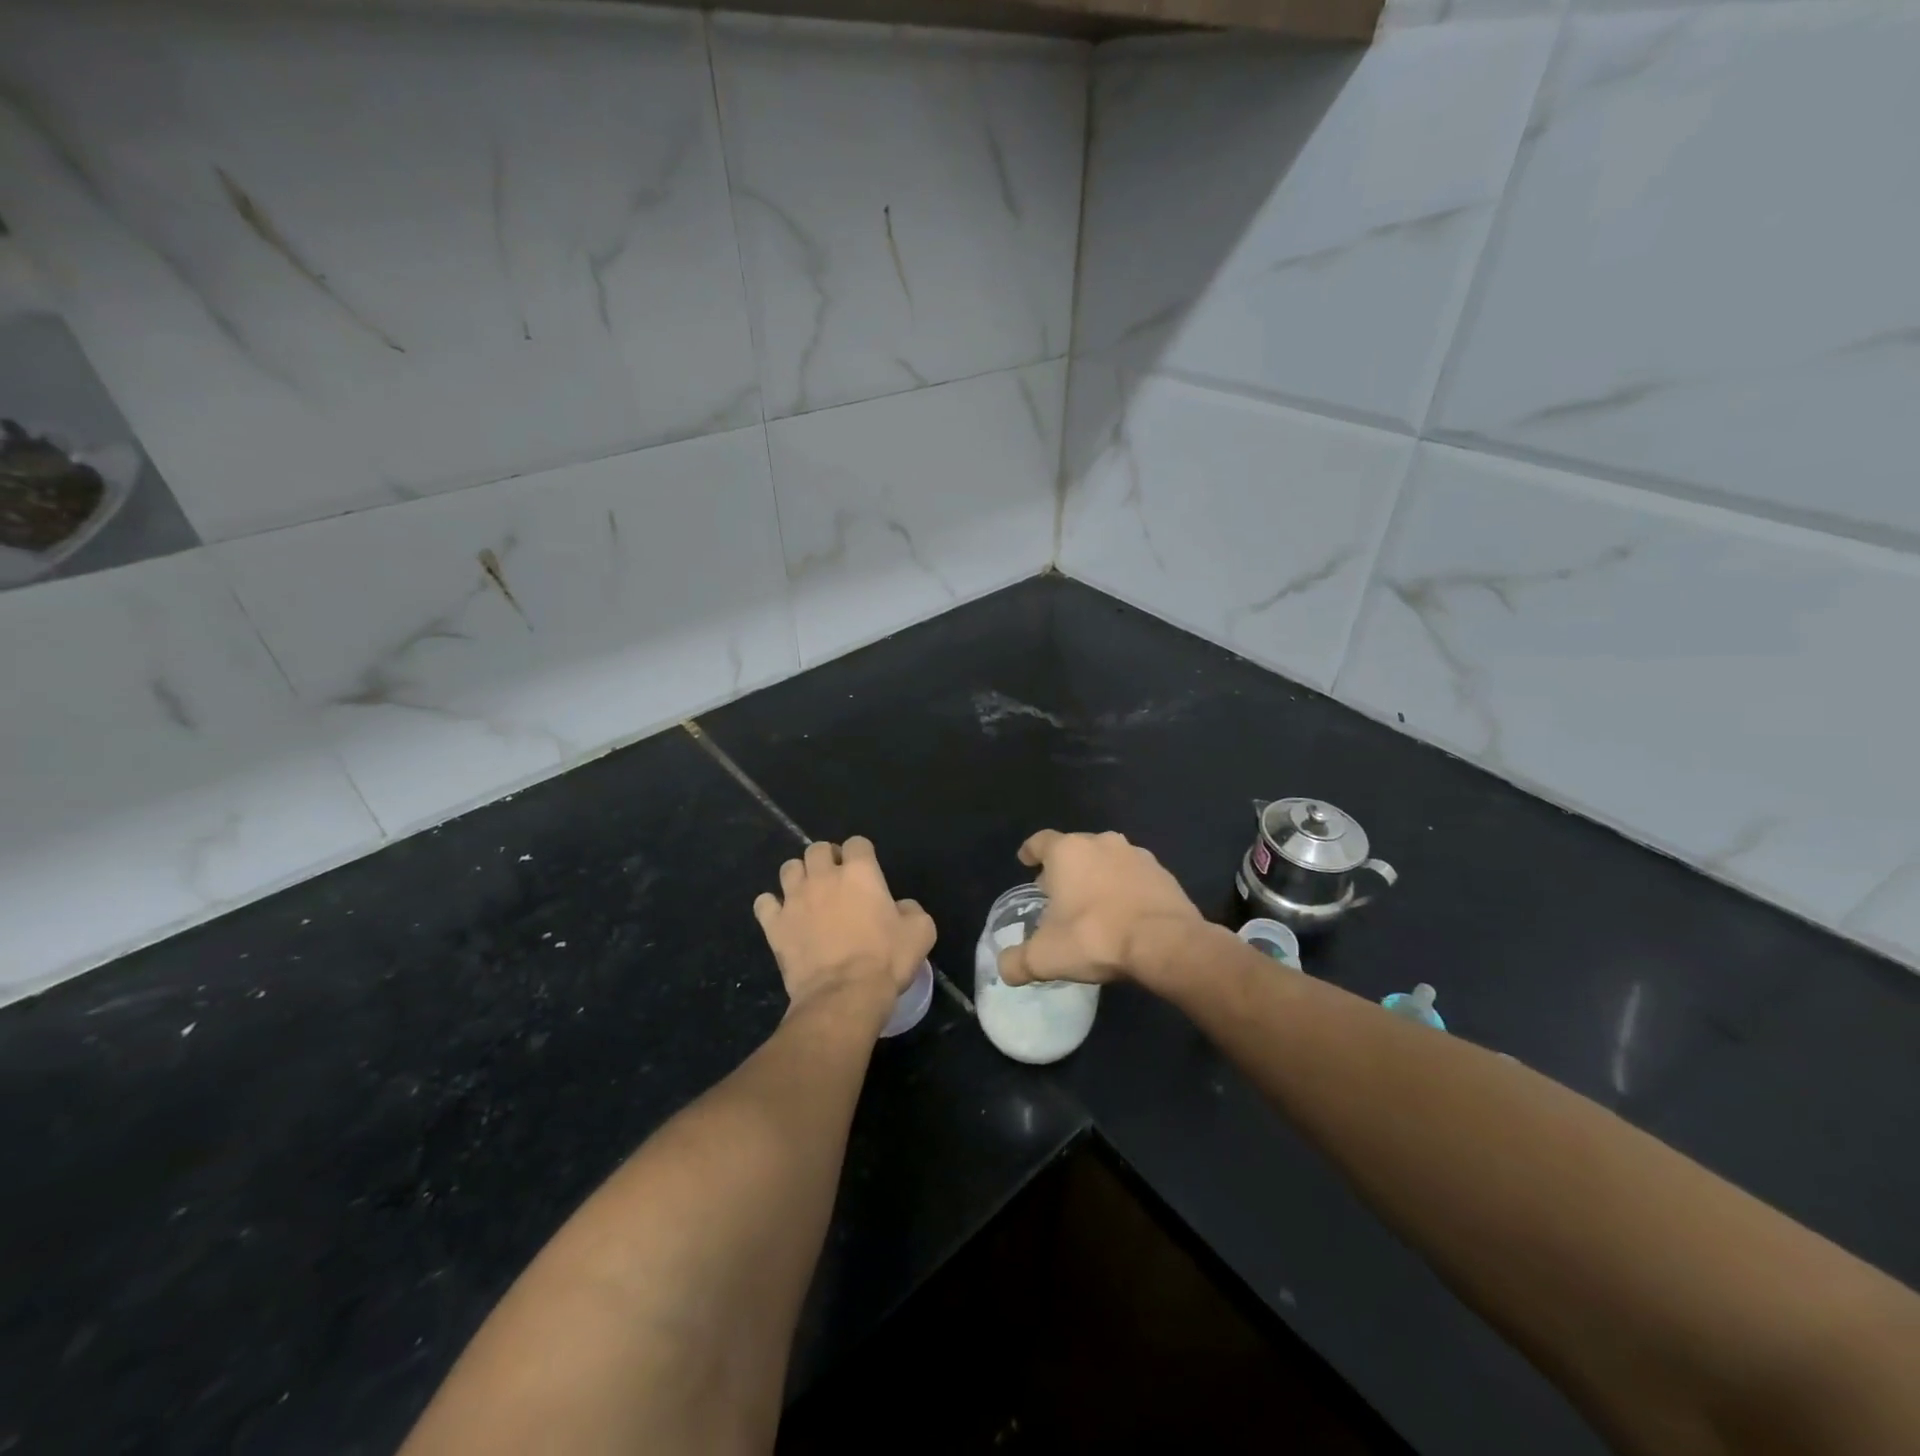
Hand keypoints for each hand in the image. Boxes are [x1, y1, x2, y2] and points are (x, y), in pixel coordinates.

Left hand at [754, 837, 934, 1020]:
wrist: (844, 994)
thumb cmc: (886, 960)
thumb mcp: (921, 931)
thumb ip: (911, 910)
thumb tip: (901, 907)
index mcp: (860, 872)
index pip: (857, 843)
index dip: (862, 854)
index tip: (866, 872)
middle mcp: (823, 876)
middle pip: (817, 848)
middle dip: (826, 859)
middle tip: (836, 880)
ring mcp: (794, 899)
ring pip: (789, 868)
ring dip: (799, 876)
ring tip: (808, 895)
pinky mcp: (775, 924)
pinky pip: (764, 903)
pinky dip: (772, 906)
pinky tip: (782, 917)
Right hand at [997, 830, 1203, 988]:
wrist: (1166, 943)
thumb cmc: (1095, 937)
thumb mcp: (1044, 958)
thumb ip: (1016, 961)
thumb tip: (1005, 967)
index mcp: (1068, 851)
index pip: (1040, 841)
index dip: (1030, 851)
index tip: (1025, 861)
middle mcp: (1101, 842)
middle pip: (1075, 849)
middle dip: (1064, 868)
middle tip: (1057, 893)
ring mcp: (1136, 855)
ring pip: (1107, 860)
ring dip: (1097, 877)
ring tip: (1092, 905)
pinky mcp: (1163, 873)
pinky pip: (1135, 877)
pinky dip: (1125, 889)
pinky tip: (1124, 914)